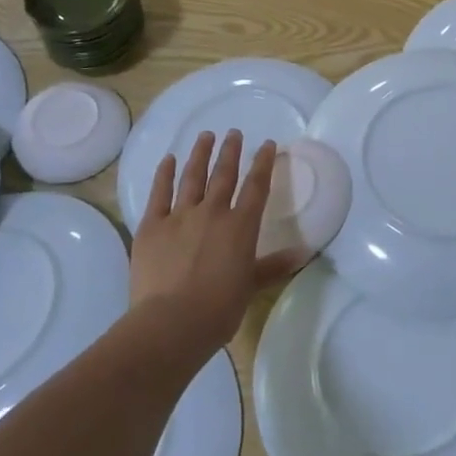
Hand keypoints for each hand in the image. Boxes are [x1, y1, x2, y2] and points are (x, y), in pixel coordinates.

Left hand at [130, 131, 307, 352]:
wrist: (171, 322)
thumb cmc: (218, 309)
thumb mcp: (251, 286)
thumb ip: (274, 266)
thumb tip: (303, 253)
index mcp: (241, 226)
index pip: (256, 187)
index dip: (263, 163)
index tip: (266, 144)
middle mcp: (213, 212)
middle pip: (224, 174)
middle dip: (231, 151)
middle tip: (233, 132)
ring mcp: (180, 216)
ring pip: (192, 177)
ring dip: (200, 154)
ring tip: (205, 136)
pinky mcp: (152, 226)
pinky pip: (159, 193)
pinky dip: (164, 174)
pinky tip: (168, 160)